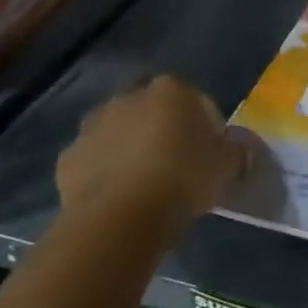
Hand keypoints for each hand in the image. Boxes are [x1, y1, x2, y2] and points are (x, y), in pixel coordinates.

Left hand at [56, 76, 246, 229]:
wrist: (120, 216)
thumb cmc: (183, 180)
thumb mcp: (228, 167)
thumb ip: (237, 152)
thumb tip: (239, 150)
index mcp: (171, 92)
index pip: (197, 100)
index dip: (208, 125)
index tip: (213, 151)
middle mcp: (128, 98)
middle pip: (153, 109)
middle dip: (163, 127)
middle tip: (179, 160)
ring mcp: (93, 126)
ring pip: (120, 131)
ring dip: (132, 147)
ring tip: (148, 180)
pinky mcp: (69, 156)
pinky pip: (96, 159)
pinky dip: (107, 171)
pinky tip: (122, 196)